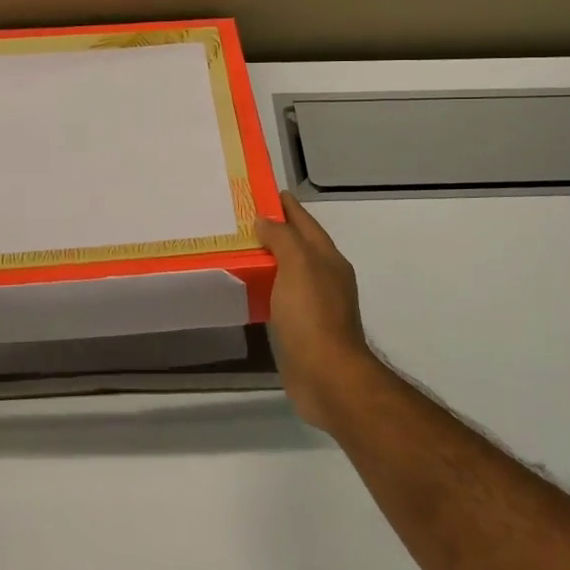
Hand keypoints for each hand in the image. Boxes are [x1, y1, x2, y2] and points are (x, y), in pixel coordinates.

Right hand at [256, 192, 381, 433]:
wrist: (327, 377)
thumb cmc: (312, 316)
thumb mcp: (298, 266)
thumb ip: (283, 239)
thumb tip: (266, 220)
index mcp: (328, 260)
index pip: (306, 224)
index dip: (288, 207)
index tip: (266, 192)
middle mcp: (326, 279)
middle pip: (299, 247)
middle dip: (277, 232)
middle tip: (243, 221)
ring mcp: (316, 306)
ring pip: (290, 273)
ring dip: (270, 261)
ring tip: (241, 251)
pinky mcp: (303, 330)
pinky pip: (282, 298)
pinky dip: (267, 288)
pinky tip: (250, 290)